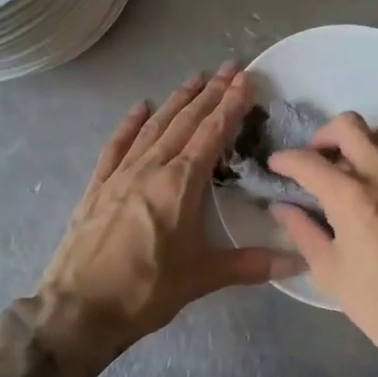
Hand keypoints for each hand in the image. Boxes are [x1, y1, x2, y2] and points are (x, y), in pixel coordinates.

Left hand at [39, 63, 303, 351]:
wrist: (78, 309)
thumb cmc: (145, 290)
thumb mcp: (202, 278)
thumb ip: (251, 265)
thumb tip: (299, 261)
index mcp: (180, 182)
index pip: (212, 132)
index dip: (231, 105)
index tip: (246, 79)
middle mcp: (152, 166)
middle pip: (186, 120)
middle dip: (210, 92)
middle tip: (230, 68)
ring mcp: (121, 173)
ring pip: (155, 126)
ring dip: (177, 101)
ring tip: (195, 78)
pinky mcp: (98, 185)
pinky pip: (117, 145)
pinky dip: (130, 124)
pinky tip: (139, 108)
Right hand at [268, 113, 377, 376]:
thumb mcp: (331, 272)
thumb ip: (303, 231)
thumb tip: (283, 207)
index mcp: (352, 197)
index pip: (309, 161)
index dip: (285, 159)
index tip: (276, 165)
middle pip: (349, 126)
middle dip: (323, 136)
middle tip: (316, 160)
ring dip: (357, 145)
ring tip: (347, 174)